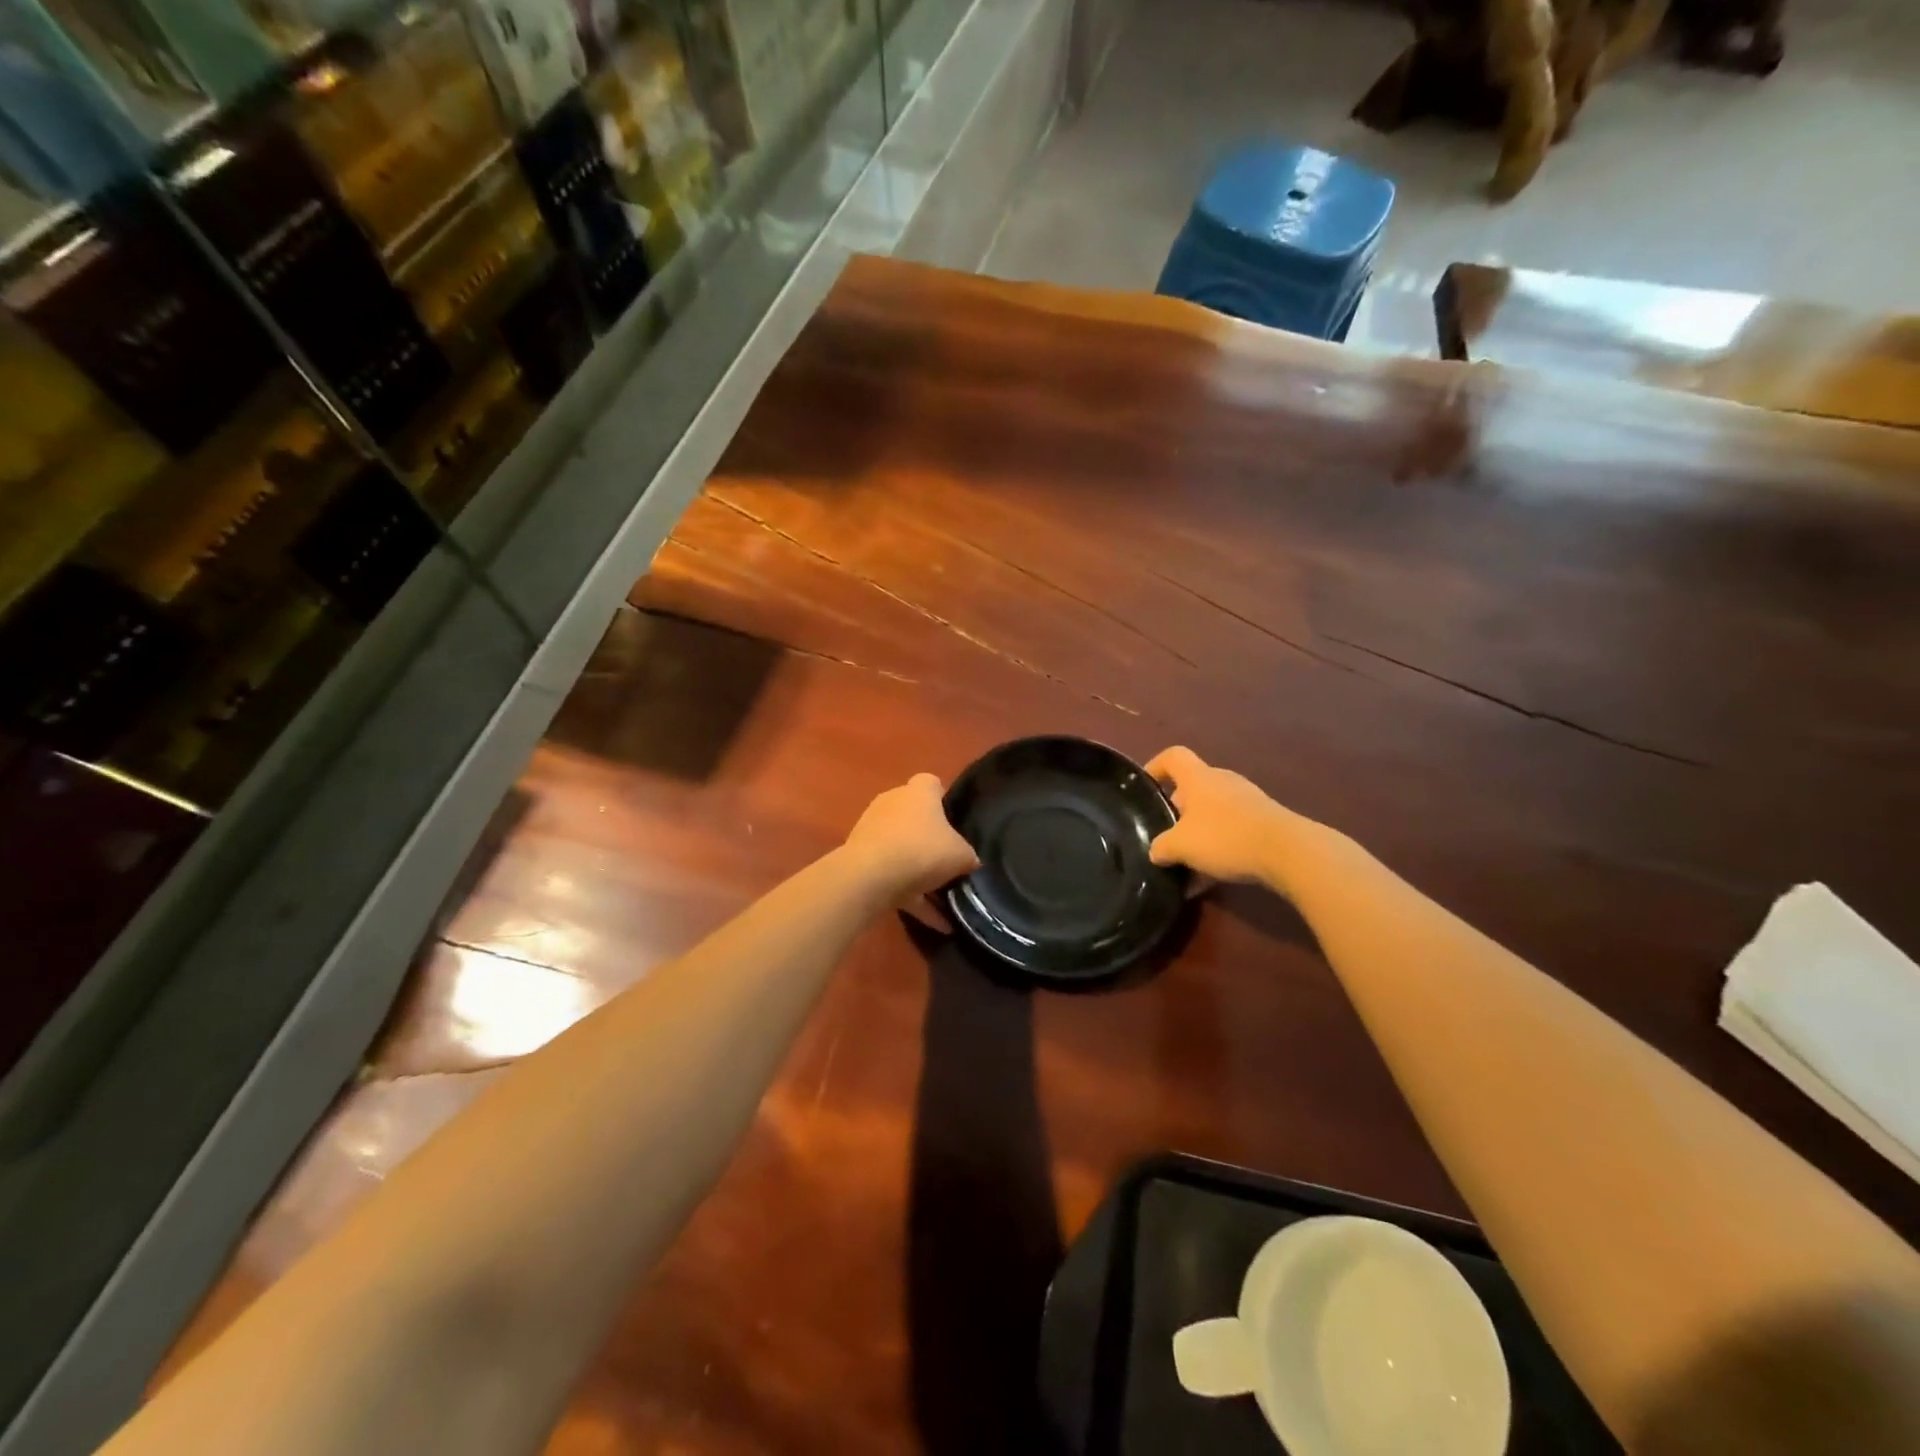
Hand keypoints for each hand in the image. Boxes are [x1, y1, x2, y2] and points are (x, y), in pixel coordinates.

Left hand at [843, 773, 979, 930]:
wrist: (870, 877)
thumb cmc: (922, 851)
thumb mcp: (962, 855)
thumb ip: (968, 855)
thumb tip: (969, 861)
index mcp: (918, 792)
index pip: (932, 784)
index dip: (944, 800)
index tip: (956, 822)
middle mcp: (892, 803)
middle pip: (914, 816)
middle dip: (929, 837)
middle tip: (949, 859)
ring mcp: (872, 830)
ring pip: (901, 847)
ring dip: (917, 869)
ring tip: (942, 897)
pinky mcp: (861, 858)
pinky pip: (892, 876)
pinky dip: (912, 896)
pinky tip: (936, 923)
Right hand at [1145, 746, 1291, 884]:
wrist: (1287, 852)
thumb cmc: (1224, 836)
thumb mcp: (1180, 846)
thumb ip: (1161, 847)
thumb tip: (1156, 851)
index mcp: (1198, 777)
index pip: (1173, 757)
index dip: (1155, 766)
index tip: (1146, 787)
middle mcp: (1222, 781)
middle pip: (1192, 788)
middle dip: (1177, 811)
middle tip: (1166, 835)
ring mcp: (1247, 800)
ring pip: (1212, 812)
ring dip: (1198, 833)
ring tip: (1187, 863)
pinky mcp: (1265, 821)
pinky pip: (1232, 830)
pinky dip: (1218, 848)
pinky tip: (1211, 878)